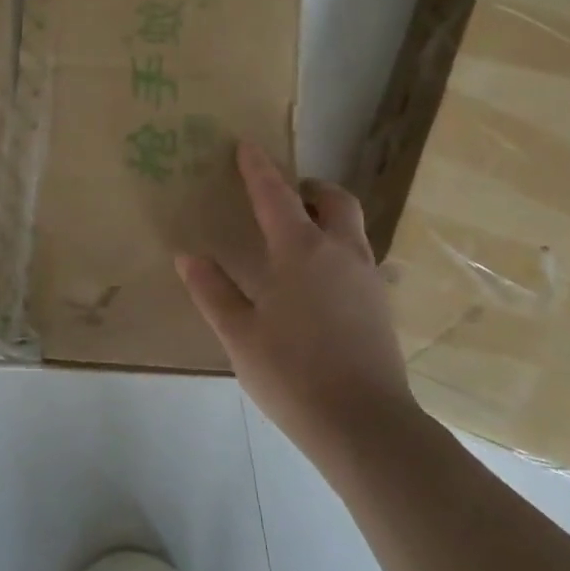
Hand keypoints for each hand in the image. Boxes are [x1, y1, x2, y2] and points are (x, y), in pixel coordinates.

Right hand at [176, 141, 415, 452]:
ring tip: (299, 238)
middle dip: (309, 188)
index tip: (246, 146)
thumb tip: (188, 255)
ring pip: (353, 227)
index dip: (258, 168)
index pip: (276, 195)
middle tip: (284, 198)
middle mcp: (340, 252)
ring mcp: (367, 278)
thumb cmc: (293, 374)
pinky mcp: (381, 304)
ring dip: (328, 217)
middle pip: (334, 200)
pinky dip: (338, 249)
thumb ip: (213, 291)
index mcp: (301, 251)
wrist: (364, 424)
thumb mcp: (240, 335)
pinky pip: (360, 257)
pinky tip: (319, 283)